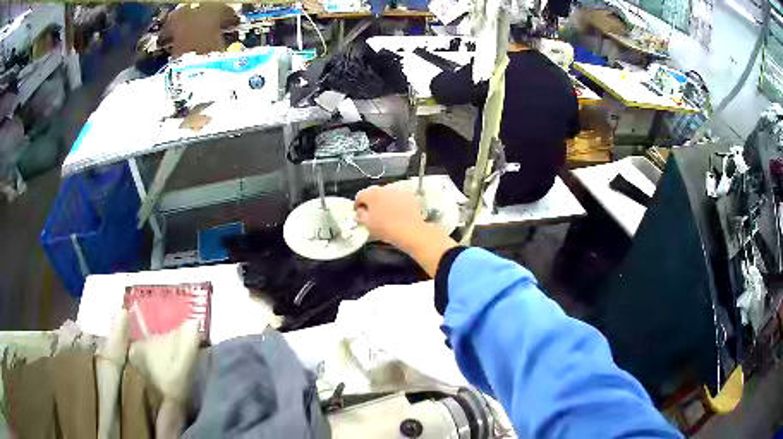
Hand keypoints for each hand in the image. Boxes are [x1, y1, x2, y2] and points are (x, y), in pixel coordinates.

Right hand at [356, 184, 457, 276]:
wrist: (411, 231)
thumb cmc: (386, 228)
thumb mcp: (367, 224)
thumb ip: (360, 215)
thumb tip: (360, 211)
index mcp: (371, 193)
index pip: (360, 196)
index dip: (358, 206)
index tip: (361, 214)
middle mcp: (385, 187)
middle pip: (373, 193)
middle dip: (372, 203)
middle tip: (374, 216)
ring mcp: (398, 190)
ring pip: (387, 194)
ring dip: (384, 201)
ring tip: (387, 215)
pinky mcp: (409, 195)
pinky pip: (398, 197)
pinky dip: (396, 202)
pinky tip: (398, 213)